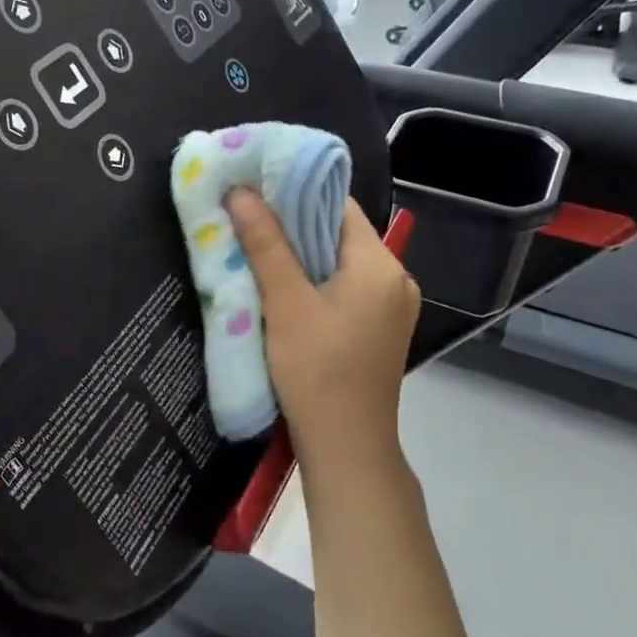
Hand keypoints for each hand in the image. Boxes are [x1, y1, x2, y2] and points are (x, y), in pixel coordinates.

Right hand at [227, 191, 418, 481]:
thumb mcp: (285, 303)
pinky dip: (313, 282)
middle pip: (338, 234)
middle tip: (246, 217)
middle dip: (292, 225)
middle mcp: (395, 279)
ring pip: (338, 263)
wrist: (347, 448)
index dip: (296, 192)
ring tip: (256, 248)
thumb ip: (266, 244)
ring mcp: (390, 308)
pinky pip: (343, 289)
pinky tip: (281, 288)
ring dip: (300, 255)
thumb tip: (241, 192)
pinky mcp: (377, 330)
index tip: (255, 188)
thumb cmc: (317, 371)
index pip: (338, 206)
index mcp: (381, 265)